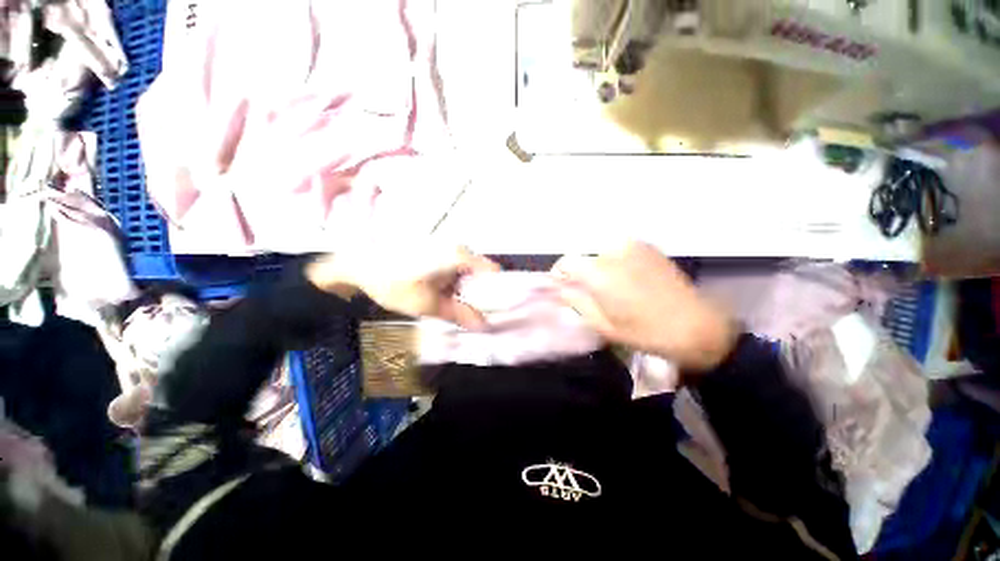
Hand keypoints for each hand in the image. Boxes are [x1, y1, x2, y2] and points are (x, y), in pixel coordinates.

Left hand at [306, 242, 499, 329]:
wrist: (357, 263)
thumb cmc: (393, 282)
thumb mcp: (427, 304)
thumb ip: (458, 315)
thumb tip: (484, 326)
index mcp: (459, 256)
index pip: (493, 272)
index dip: (498, 291)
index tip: (497, 309)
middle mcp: (457, 248)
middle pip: (481, 274)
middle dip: (480, 295)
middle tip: (476, 315)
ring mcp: (446, 249)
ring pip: (468, 274)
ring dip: (466, 292)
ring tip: (460, 311)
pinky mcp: (436, 253)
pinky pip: (455, 271)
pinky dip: (455, 285)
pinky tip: (446, 298)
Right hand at [552, 242, 737, 371]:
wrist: (695, 326)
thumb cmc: (644, 332)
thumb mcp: (603, 325)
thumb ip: (576, 302)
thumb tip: (560, 289)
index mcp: (600, 273)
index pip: (566, 262)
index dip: (560, 275)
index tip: (563, 288)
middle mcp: (614, 252)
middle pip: (583, 256)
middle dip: (580, 273)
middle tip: (587, 292)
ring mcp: (633, 246)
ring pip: (600, 251)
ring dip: (596, 266)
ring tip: (607, 287)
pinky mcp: (647, 247)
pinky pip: (618, 249)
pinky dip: (613, 261)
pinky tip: (625, 279)